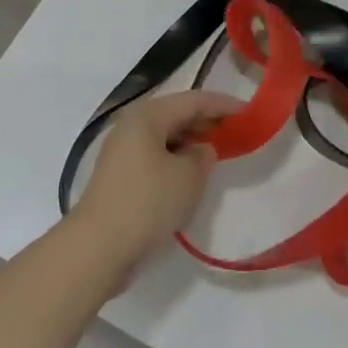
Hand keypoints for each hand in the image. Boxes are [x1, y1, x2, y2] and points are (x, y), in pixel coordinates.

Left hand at [72, 90, 242, 281]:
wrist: (97, 247)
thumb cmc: (147, 203)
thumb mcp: (188, 177)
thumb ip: (203, 156)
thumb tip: (201, 149)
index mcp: (147, 116)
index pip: (193, 100)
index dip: (223, 104)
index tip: (249, 112)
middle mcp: (131, 126)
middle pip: (175, 114)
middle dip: (206, 121)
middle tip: (236, 131)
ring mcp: (121, 151)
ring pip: (164, 136)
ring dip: (190, 141)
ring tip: (216, 152)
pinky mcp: (119, 176)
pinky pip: (154, 156)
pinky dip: (175, 159)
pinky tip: (189, 175)